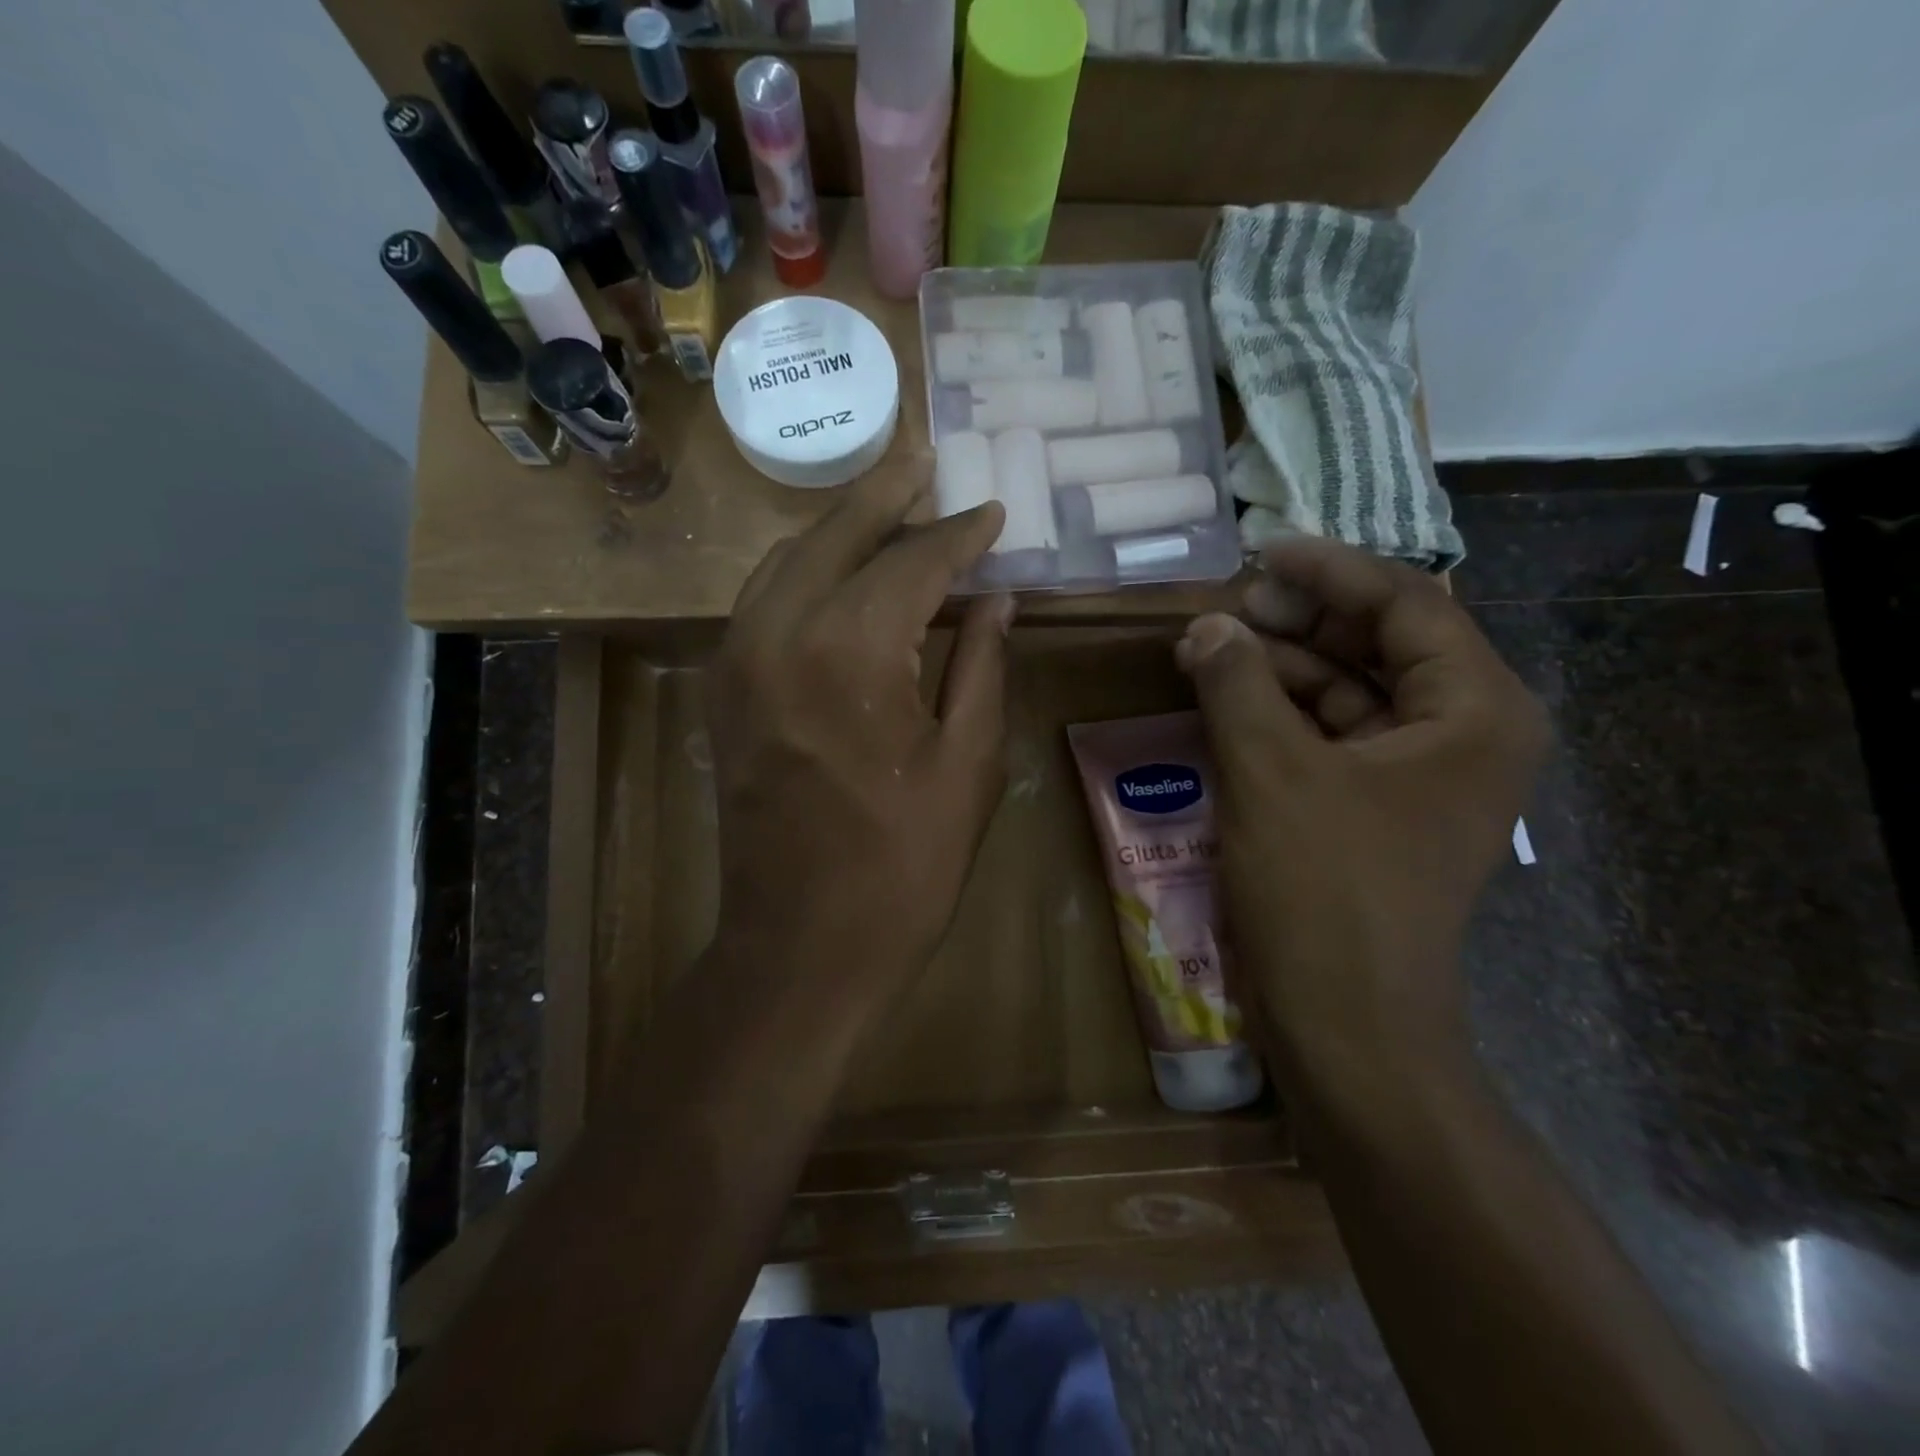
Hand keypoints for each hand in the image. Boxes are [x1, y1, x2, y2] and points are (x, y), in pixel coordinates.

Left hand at [706, 472, 1012, 1004]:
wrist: (803, 944)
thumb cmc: (905, 865)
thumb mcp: (968, 763)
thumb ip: (982, 666)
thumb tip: (997, 601)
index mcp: (851, 650)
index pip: (912, 562)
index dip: (958, 536)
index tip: (992, 514)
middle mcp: (780, 633)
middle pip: (835, 535)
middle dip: (886, 495)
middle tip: (926, 461)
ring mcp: (737, 658)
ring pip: (787, 559)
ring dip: (839, 527)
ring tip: (888, 504)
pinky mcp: (723, 688)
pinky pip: (762, 601)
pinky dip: (803, 570)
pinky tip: (837, 569)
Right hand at [1175, 538, 1547, 1095]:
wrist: (1346, 1021)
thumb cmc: (1324, 889)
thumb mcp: (1271, 771)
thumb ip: (1236, 683)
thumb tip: (1207, 625)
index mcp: (1474, 711)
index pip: (1406, 603)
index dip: (1329, 571)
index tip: (1260, 551)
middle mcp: (1463, 733)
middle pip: (1381, 642)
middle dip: (1301, 619)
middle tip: (1227, 604)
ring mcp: (1421, 774)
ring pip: (1351, 690)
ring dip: (1283, 666)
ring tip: (1211, 648)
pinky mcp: (1378, 807)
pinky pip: (1332, 736)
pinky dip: (1282, 714)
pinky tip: (1227, 701)